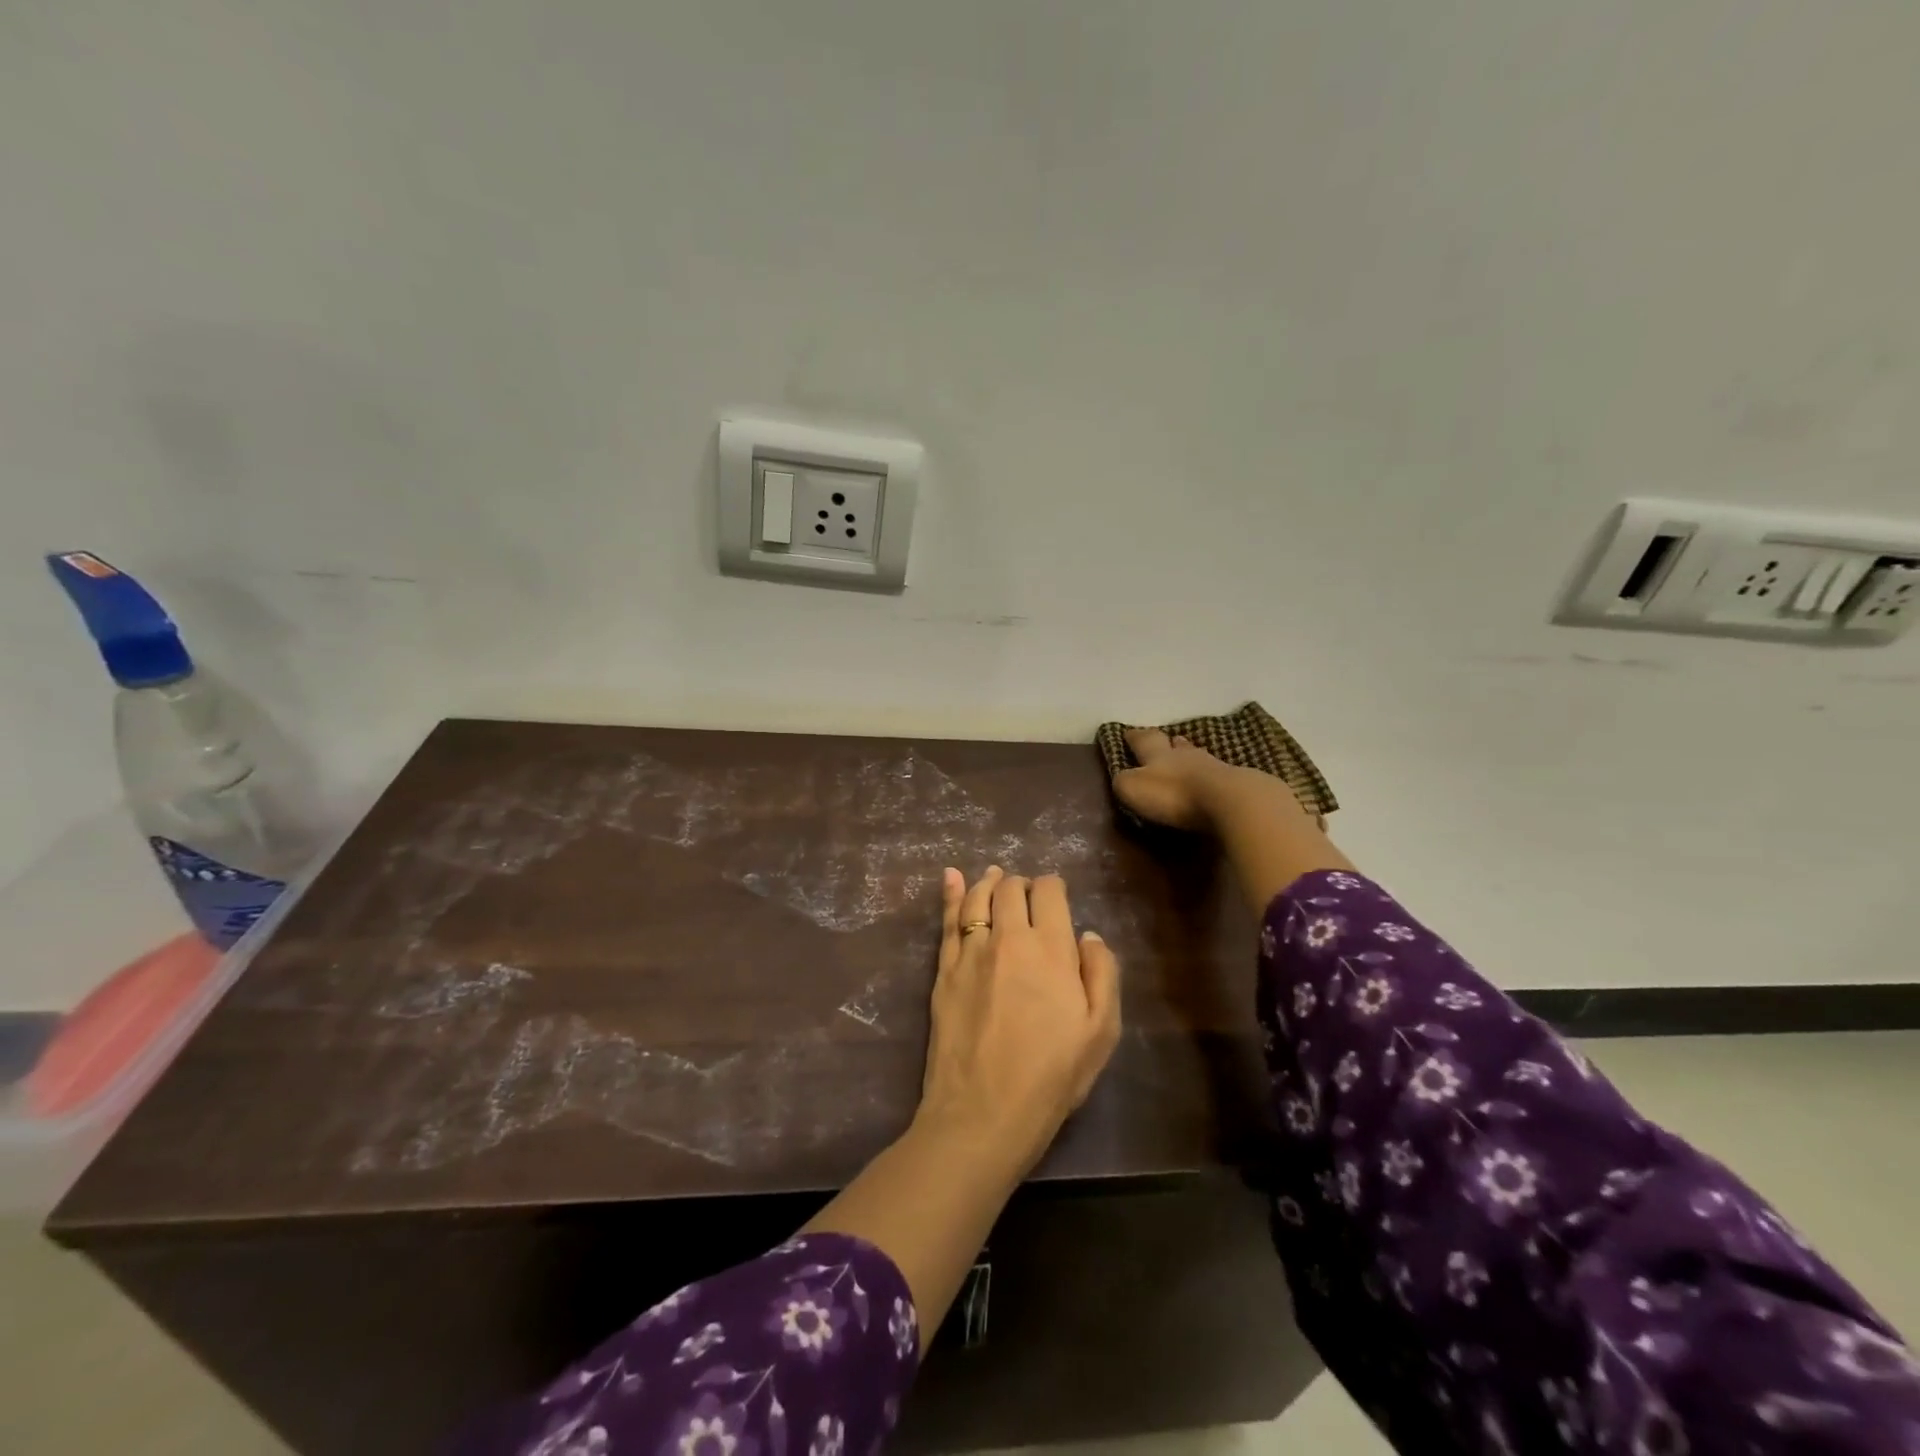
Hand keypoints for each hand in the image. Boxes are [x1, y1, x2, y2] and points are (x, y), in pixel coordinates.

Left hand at [917, 866, 1121, 1175]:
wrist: (983, 1112)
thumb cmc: (1052, 1076)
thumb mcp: (1101, 1032)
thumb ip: (1102, 974)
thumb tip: (1087, 935)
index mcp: (1051, 948)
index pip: (1050, 892)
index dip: (1054, 886)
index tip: (1056, 895)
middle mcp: (1009, 938)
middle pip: (1012, 889)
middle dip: (1023, 884)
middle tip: (1028, 895)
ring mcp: (971, 952)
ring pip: (978, 897)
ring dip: (990, 882)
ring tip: (996, 876)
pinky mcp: (944, 970)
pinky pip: (947, 920)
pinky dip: (951, 893)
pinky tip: (951, 876)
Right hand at [1113, 728, 1311, 831]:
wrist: (1230, 801)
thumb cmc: (1174, 793)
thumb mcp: (1134, 789)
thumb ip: (1124, 781)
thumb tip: (1122, 776)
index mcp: (1158, 754)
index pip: (1143, 740)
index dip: (1134, 736)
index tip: (1128, 732)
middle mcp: (1185, 755)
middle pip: (1176, 745)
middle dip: (1169, 743)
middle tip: (1169, 739)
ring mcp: (1214, 767)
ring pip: (1199, 757)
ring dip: (1192, 756)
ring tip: (1189, 756)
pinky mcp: (1236, 784)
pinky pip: (1218, 776)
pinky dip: (1210, 777)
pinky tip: (1211, 780)